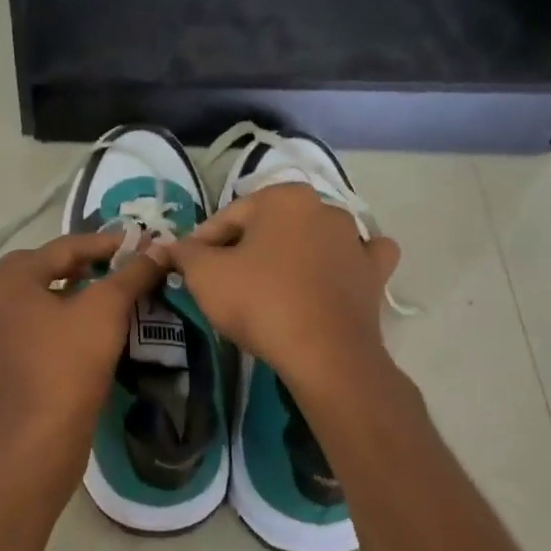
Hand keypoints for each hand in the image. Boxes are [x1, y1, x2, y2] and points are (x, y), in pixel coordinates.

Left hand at [0, 231, 167, 447]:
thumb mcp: (106, 309)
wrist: (42, 435)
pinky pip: (38, 324)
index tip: (142, 244)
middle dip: (85, 263)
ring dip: (75, 290)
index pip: (64, 247)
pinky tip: (91, 327)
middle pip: (47, 267)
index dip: (107, 243)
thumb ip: (132, 273)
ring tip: (110, 293)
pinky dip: (64, 317)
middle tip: (120, 266)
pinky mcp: (7, 360)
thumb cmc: (70, 362)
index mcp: (11, 279)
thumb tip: (160, 249)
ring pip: (41, 297)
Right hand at [168, 184, 399, 391]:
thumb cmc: (260, 303)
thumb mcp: (204, 275)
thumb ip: (185, 252)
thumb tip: (174, 246)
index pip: (228, 217)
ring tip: (270, 287)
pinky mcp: (375, 273)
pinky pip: (356, 260)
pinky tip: (330, 278)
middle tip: (224, 282)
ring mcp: (355, 240)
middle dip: (246, 248)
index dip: (202, 243)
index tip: (189, 268)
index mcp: (283, 197)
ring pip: (312, 239)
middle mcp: (324, 207)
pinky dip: (342, 265)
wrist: (324, 353)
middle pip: (269, 227)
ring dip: (291, 254)